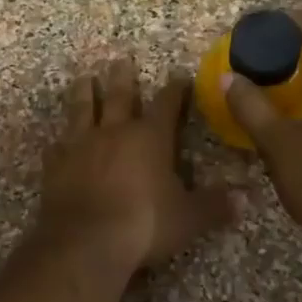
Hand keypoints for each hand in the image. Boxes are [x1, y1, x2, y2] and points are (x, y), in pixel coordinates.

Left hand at [36, 58, 240, 272]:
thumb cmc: (145, 224)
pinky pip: (57, 146)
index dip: (174, 89)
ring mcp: (80, 146)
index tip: (178, 76)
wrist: (86, 242)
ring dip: (84, 92)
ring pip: (82, 109)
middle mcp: (114, 132)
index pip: (166, 104)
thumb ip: (215, 206)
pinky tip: (57, 140)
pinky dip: (60, 141)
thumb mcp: (189, 218)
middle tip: (120, 59)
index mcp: (150, 137)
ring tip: (84, 77)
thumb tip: (244, 199)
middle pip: (119, 96)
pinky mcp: (56, 165)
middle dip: (122, 77)